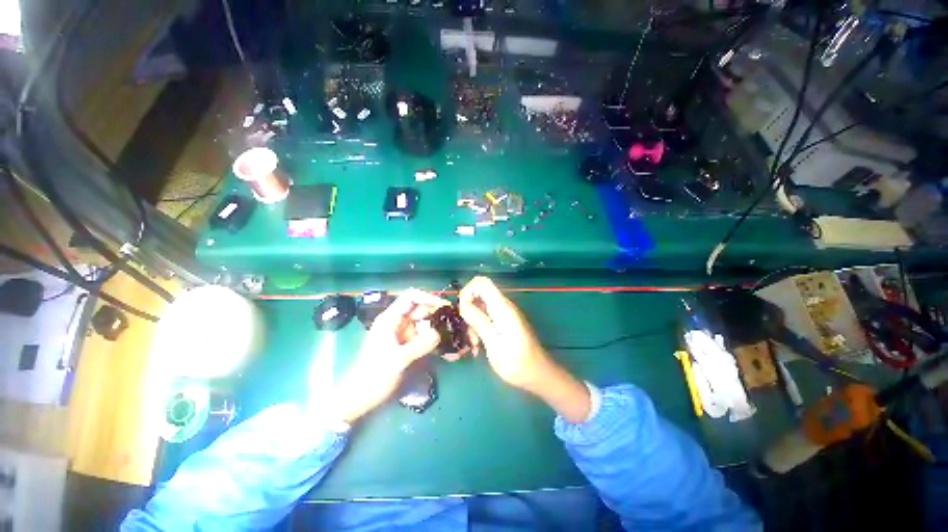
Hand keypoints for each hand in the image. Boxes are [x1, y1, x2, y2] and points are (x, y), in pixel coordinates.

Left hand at [329, 289, 448, 423]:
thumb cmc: (374, 375)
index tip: (444, 306)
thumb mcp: (398, 359)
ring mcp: (403, 333)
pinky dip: (434, 339)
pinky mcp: (407, 344)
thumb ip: (420, 344)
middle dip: (437, 313)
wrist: (361, 397)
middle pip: (421, 309)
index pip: (411, 297)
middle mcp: (397, 322)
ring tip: (453, 335)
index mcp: (390, 319)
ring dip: (437, 327)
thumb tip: (440, 332)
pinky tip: (445, 348)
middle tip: (454, 321)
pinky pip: (424, 336)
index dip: (428, 297)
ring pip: (424, 323)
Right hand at [458, 276, 590, 421]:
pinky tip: (479, 344)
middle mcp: (504, 305)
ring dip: (473, 321)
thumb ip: (479, 321)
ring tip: (474, 343)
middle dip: (468, 309)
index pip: (481, 282)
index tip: (461, 311)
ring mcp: (505, 313)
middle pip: (479, 293)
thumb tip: (464, 303)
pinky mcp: (505, 321)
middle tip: (467, 332)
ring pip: (481, 306)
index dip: (467, 291)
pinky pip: (487, 315)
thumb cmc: (517, 363)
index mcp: (502, 308)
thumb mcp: (494, 344)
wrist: (538, 374)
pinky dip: (479, 326)